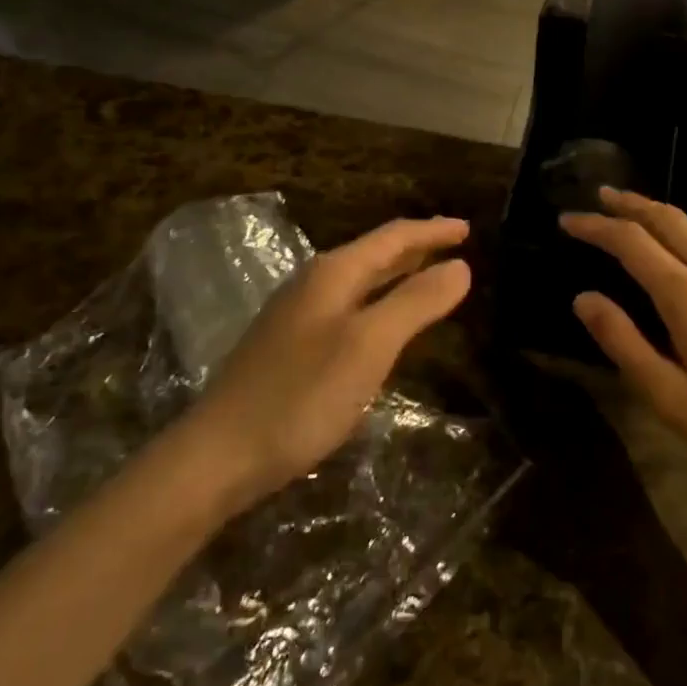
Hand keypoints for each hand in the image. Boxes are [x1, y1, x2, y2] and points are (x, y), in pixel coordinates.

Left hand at [186, 216, 472, 510]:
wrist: (218, 456)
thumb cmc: (301, 396)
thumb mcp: (368, 346)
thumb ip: (415, 303)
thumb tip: (460, 266)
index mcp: (333, 274)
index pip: (392, 238)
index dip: (432, 231)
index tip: (468, 229)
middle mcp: (313, 285)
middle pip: (374, 255)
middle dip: (416, 248)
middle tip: (454, 244)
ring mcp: (297, 317)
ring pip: (360, 282)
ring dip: (396, 275)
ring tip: (428, 274)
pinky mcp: (290, 348)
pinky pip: (348, 309)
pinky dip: (378, 303)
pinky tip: (383, 323)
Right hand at [560, 189, 686, 476]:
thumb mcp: (669, 395)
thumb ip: (624, 342)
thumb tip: (583, 298)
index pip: (632, 243)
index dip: (596, 227)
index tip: (566, 220)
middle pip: (668, 220)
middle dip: (631, 203)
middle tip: (600, 195)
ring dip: (659, 213)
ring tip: (632, 212)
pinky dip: (682, 232)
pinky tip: (678, 249)